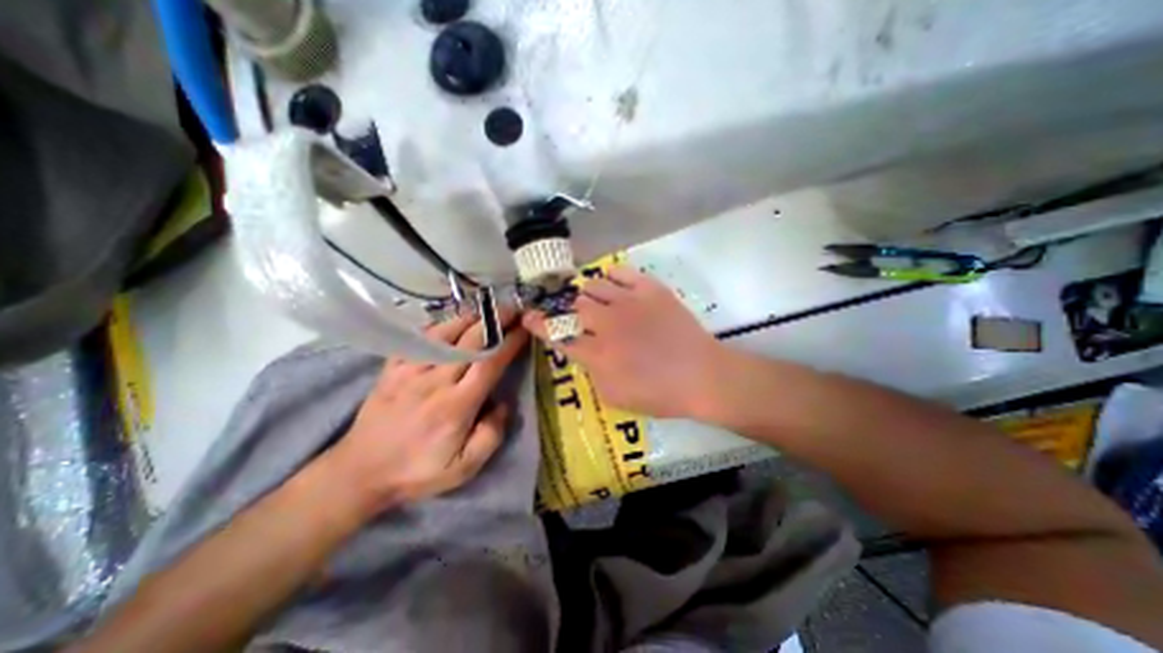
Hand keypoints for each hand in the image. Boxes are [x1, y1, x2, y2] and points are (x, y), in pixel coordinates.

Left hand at [325, 311, 529, 515]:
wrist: (359, 472)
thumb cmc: (417, 471)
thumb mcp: (463, 468)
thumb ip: (491, 436)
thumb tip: (503, 404)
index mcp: (456, 405)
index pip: (490, 363)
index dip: (510, 342)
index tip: (525, 328)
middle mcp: (435, 381)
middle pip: (470, 341)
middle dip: (495, 320)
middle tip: (513, 308)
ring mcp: (409, 371)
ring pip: (445, 333)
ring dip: (470, 317)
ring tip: (487, 310)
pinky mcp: (392, 368)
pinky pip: (418, 338)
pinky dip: (438, 325)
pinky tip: (451, 322)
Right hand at [525, 265, 724, 416]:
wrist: (702, 375)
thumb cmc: (660, 394)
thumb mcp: (615, 397)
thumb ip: (592, 372)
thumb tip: (584, 353)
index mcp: (597, 353)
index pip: (558, 335)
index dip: (539, 325)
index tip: (529, 316)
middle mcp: (607, 323)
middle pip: (573, 306)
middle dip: (564, 307)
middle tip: (569, 311)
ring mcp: (629, 302)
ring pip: (593, 286)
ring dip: (585, 293)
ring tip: (590, 299)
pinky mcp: (650, 289)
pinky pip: (621, 272)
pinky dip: (610, 276)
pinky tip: (611, 284)